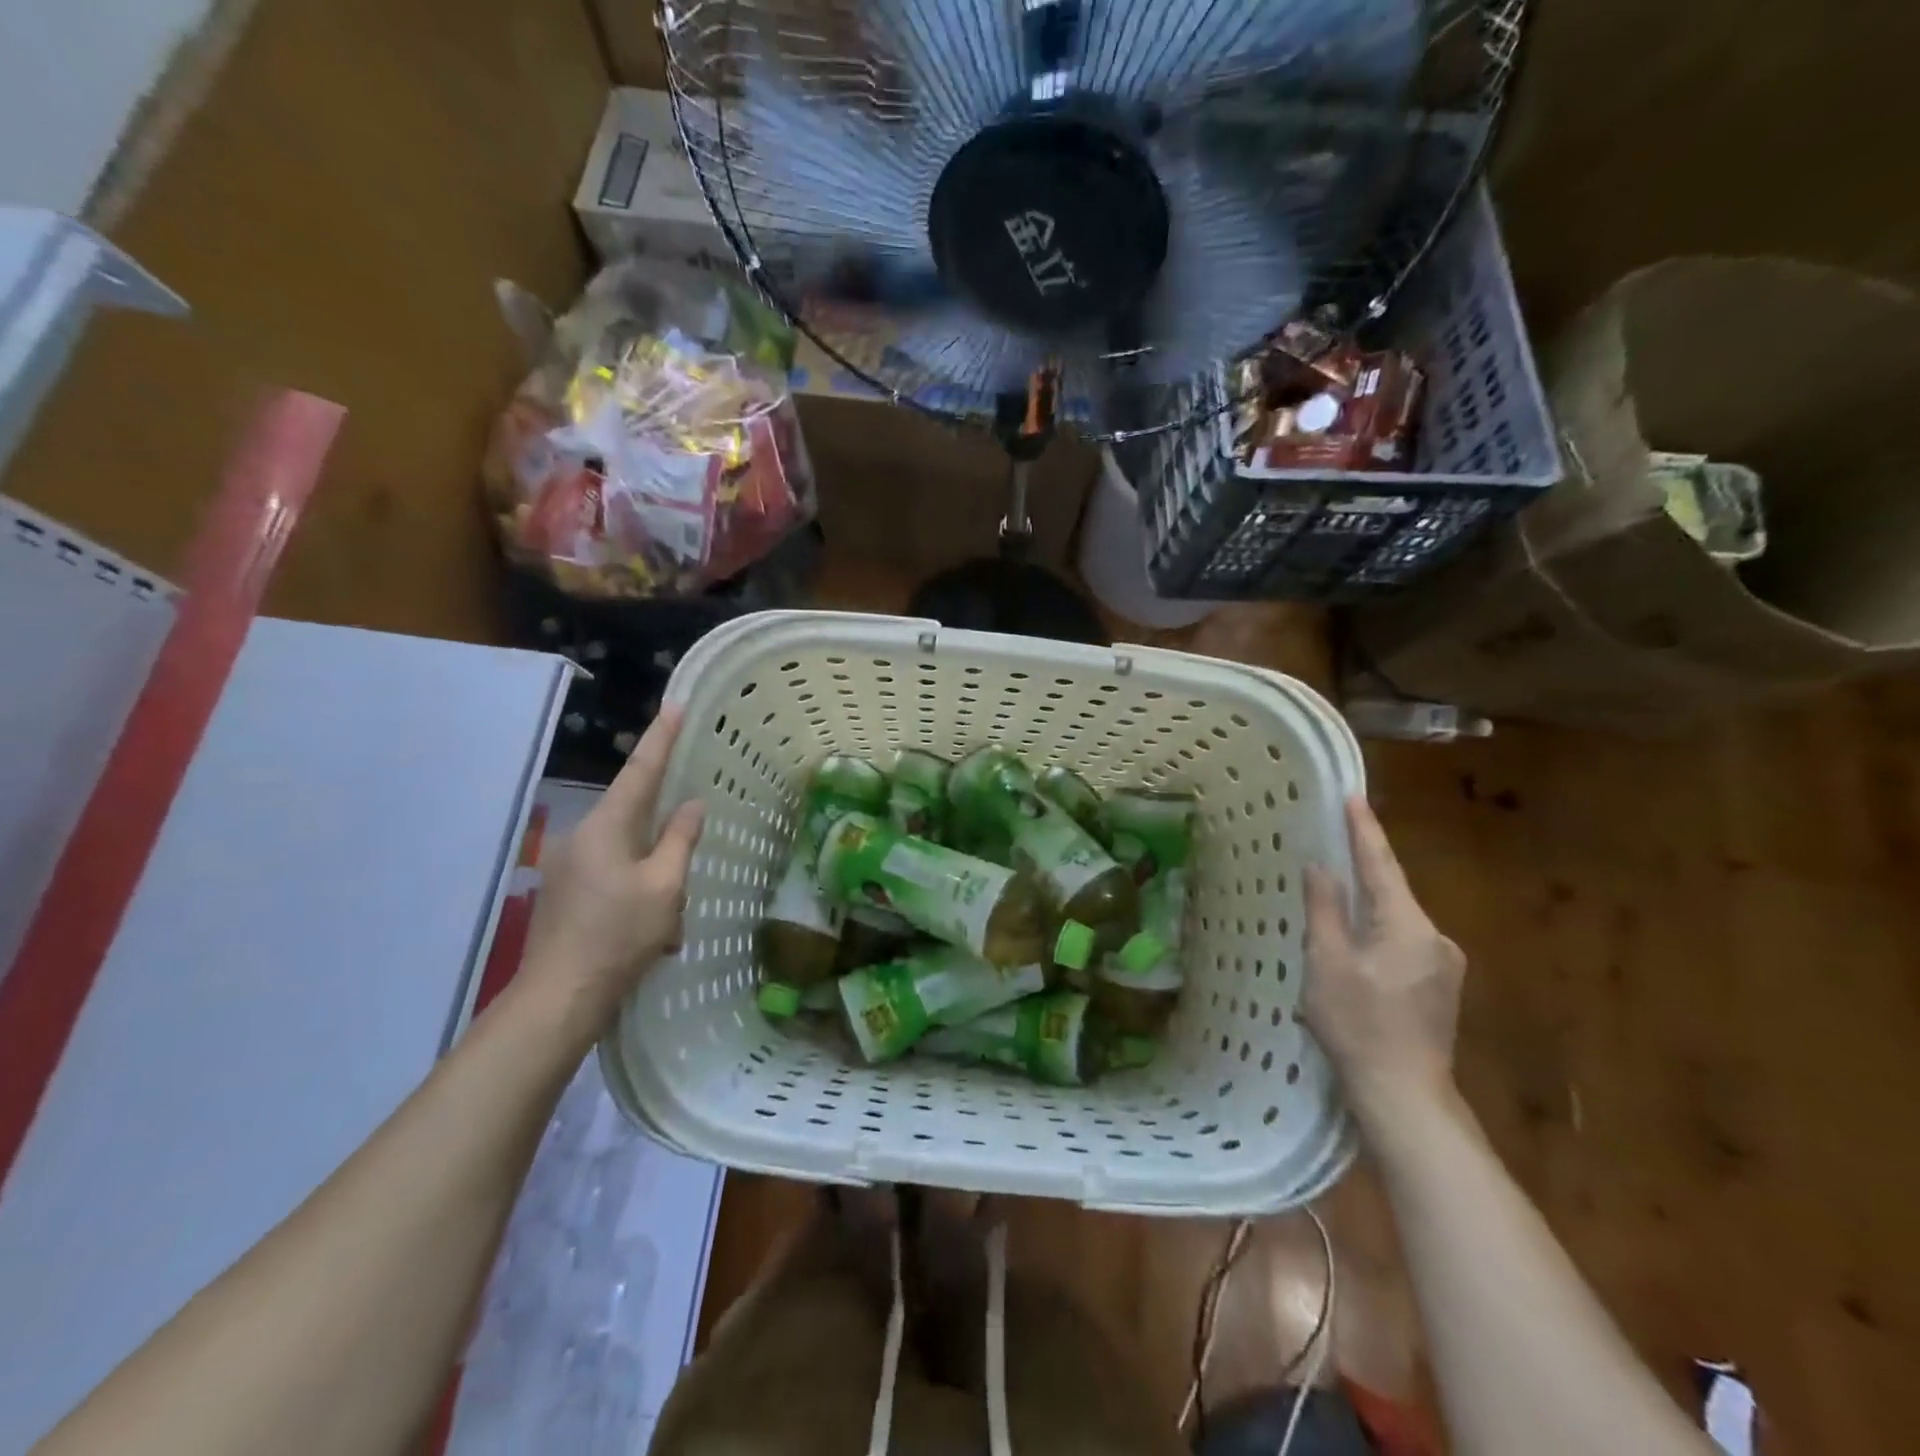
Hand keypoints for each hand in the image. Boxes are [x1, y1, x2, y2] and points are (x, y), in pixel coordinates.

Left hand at [520, 707, 704, 1036]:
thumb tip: (691, 805)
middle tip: (685, 878)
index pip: (641, 770)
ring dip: (654, 880)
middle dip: (666, 843)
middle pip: (636, 819)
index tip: (677, 706)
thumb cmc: (619, 937)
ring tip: (668, 927)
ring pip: (628, 855)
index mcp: (606, 826)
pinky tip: (649, 936)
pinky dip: (637, 896)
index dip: (662, 738)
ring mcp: (567, 864)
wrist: (558, 997)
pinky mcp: (564, 891)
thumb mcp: (665, 887)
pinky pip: (613, 877)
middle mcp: (581, 836)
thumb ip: (680, 840)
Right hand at [1303, 796, 1464, 1119]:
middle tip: (1329, 855)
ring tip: (1330, 922)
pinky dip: (1376, 940)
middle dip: (1361, 875)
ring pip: (1396, 923)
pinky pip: (1403, 947)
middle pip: (1391, 894)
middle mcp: (1436, 938)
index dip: (1364, 830)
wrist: (1405, 1095)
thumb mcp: (1326, 963)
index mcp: (1408, 926)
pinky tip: (1353, 961)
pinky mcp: (1441, 989)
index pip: (1381, 865)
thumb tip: (1320, 867)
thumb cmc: (1358, 1025)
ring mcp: (1445, 966)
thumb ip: (1324, 909)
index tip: (1352, 797)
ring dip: (1366, 915)